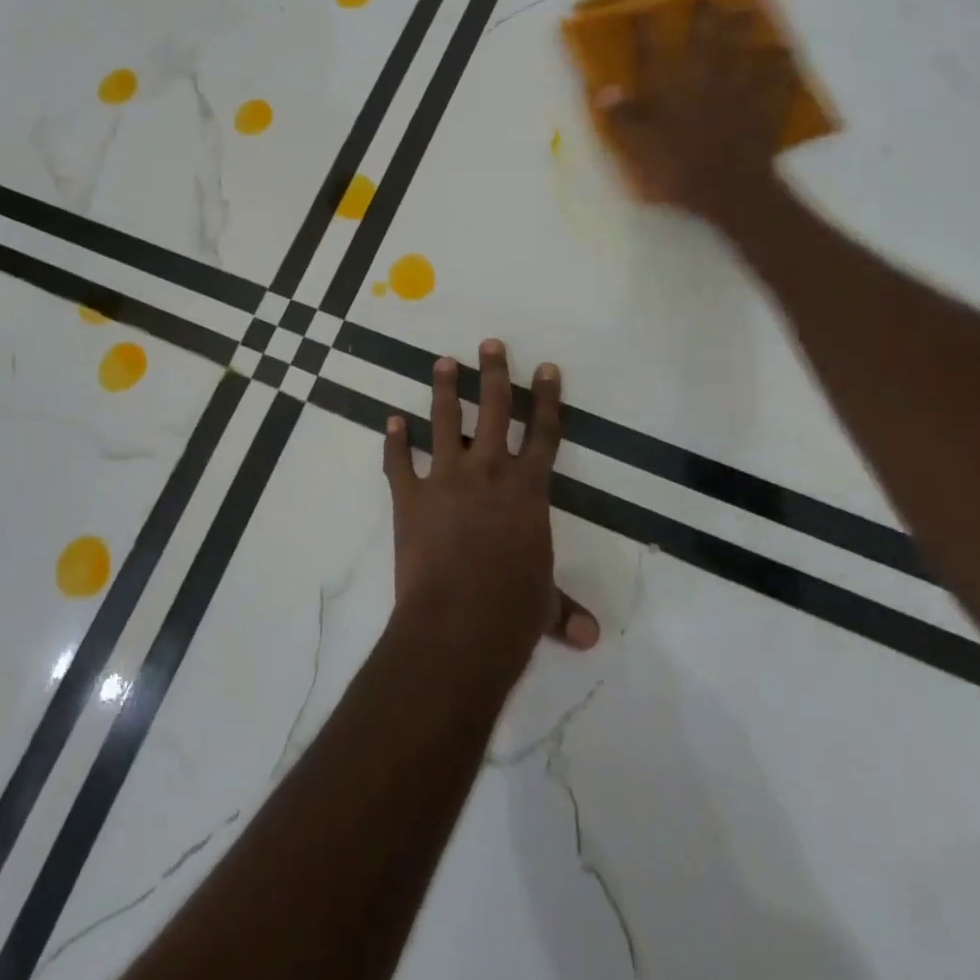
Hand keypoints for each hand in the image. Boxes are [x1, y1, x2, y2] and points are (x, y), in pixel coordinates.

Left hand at [383, 340, 599, 672]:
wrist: (458, 625)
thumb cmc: (511, 612)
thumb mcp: (543, 606)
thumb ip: (563, 610)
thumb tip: (589, 637)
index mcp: (527, 490)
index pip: (543, 434)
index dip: (546, 399)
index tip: (545, 367)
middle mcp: (488, 472)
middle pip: (495, 410)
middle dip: (494, 373)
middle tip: (489, 343)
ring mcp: (446, 480)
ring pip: (445, 422)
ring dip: (445, 390)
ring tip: (442, 362)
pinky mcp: (410, 497)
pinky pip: (399, 461)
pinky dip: (393, 441)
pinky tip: (390, 421)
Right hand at [596, 0, 796, 230]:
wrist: (730, 190)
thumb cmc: (676, 172)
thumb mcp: (636, 149)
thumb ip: (622, 118)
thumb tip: (603, 89)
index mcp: (670, 90)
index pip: (653, 52)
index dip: (646, 30)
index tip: (642, 10)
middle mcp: (705, 80)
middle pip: (706, 39)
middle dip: (705, 15)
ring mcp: (740, 91)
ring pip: (744, 51)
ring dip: (746, 30)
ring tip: (748, 11)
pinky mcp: (765, 108)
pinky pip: (778, 80)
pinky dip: (781, 65)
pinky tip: (783, 53)